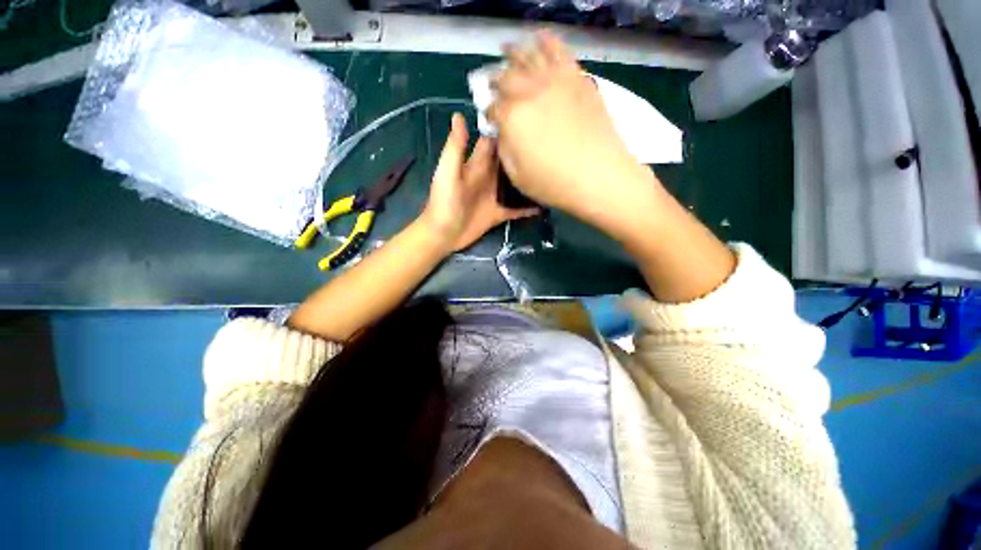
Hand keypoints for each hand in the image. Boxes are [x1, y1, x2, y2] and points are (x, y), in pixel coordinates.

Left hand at [421, 113, 538, 252]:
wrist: (442, 234)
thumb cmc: (443, 202)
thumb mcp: (447, 172)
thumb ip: (455, 148)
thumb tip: (459, 115)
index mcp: (475, 165)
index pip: (492, 142)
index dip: (505, 129)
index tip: (527, 116)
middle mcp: (487, 177)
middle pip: (507, 161)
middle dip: (523, 152)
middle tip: (549, 144)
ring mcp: (494, 196)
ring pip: (514, 183)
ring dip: (528, 178)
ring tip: (551, 171)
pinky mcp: (498, 213)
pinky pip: (516, 209)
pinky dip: (529, 208)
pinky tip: (545, 205)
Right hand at [489, 32, 656, 228]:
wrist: (599, 176)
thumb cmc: (553, 183)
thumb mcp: (517, 175)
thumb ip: (505, 149)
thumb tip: (501, 131)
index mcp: (512, 117)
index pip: (493, 107)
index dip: (488, 111)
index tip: (489, 116)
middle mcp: (530, 91)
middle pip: (506, 77)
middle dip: (495, 79)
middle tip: (492, 82)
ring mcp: (556, 81)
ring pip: (530, 55)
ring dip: (515, 51)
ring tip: (507, 48)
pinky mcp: (578, 79)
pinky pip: (560, 51)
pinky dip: (548, 41)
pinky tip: (541, 38)